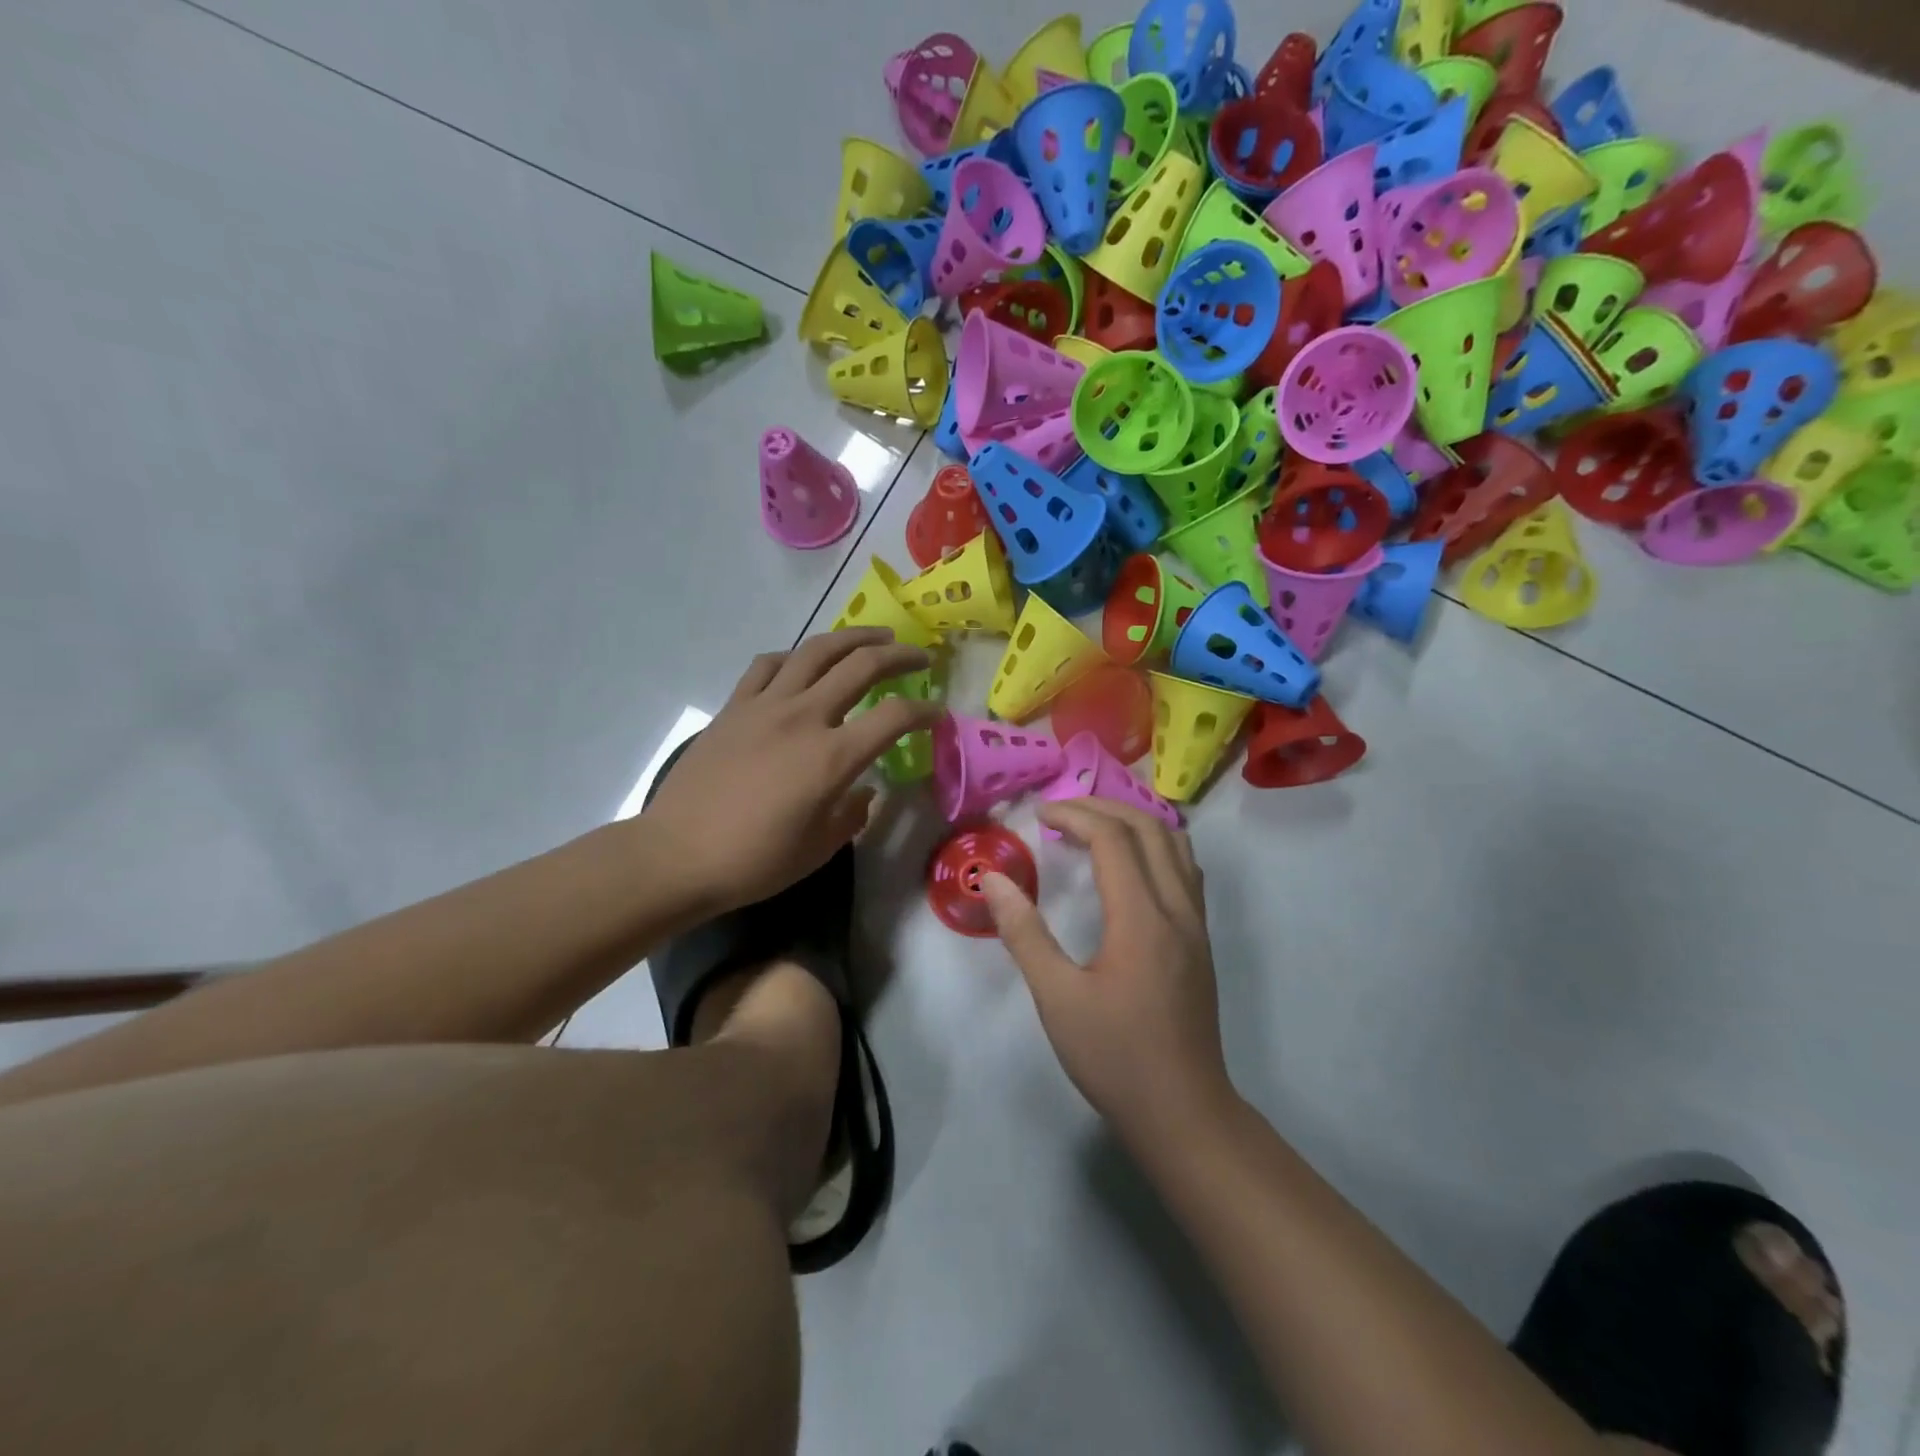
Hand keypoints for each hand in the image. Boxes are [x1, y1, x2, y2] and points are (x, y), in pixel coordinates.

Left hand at [642, 629, 940, 913]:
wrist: (677, 856)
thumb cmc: (754, 861)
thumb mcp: (819, 848)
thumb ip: (852, 814)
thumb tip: (863, 791)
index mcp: (832, 758)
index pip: (894, 717)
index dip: (925, 711)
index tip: (937, 714)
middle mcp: (804, 718)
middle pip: (862, 666)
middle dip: (900, 656)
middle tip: (920, 656)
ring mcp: (765, 706)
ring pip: (816, 650)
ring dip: (853, 638)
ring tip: (874, 638)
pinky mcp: (734, 707)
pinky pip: (768, 665)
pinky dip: (794, 657)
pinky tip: (803, 663)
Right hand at [981, 798, 1234, 1151]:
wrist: (1183, 1112)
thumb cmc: (1115, 1057)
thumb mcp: (1057, 998)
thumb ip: (1024, 934)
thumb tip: (994, 881)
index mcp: (1142, 918)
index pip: (1113, 839)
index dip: (1075, 816)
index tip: (1039, 817)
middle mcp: (1177, 908)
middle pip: (1149, 828)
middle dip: (1103, 807)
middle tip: (1061, 813)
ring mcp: (1196, 924)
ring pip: (1175, 845)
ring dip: (1134, 822)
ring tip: (1092, 827)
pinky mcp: (1200, 940)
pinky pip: (1184, 869)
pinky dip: (1154, 846)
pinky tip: (1129, 865)